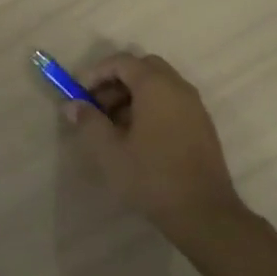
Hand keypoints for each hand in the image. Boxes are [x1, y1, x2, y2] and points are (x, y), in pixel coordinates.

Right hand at [63, 53, 244, 237]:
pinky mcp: (202, 126)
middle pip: (143, 68)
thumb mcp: (109, 151)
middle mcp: (179, 88)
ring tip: (114, 127)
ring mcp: (195, 107)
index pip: (122, 61)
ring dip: (133, 96)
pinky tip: (138, 139)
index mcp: (156, 86)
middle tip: (98, 107)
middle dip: (116, 82)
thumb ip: (88, 122)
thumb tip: (73, 104)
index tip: (79, 94)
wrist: (203, 213)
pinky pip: (171, 102)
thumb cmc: (151, 177)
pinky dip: (151, 108)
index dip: (96, 73)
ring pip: (158, 86)